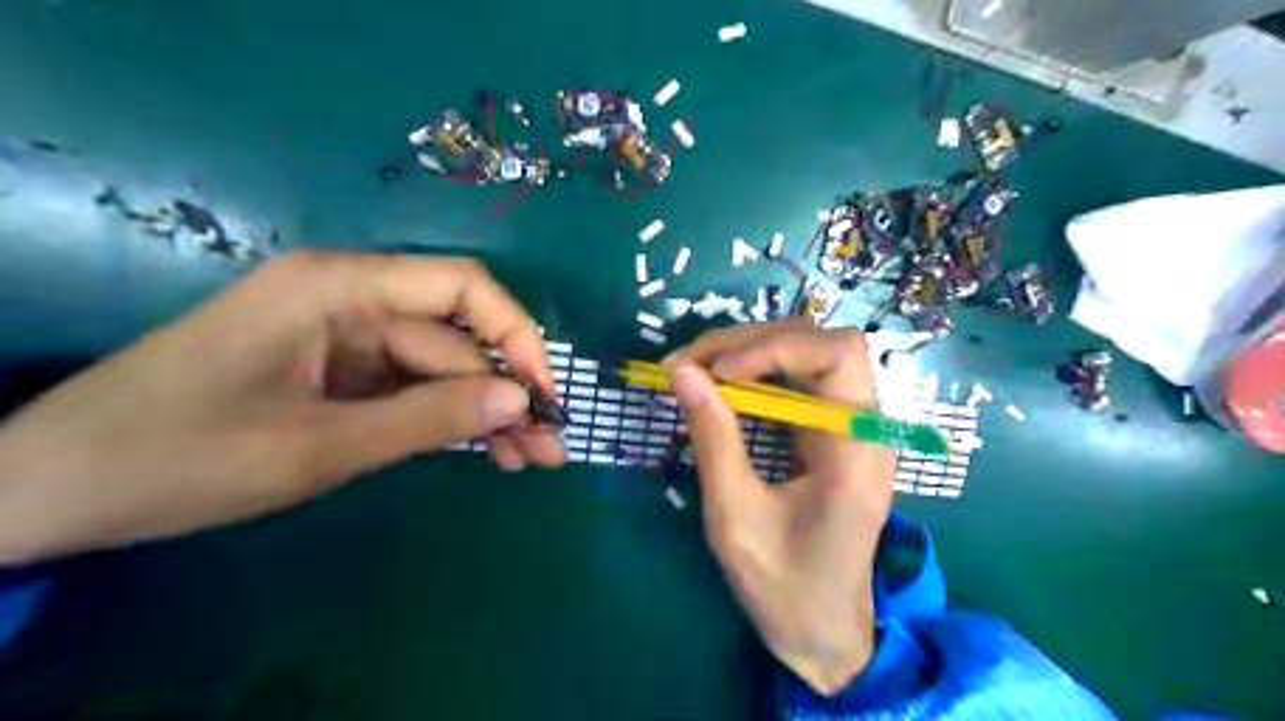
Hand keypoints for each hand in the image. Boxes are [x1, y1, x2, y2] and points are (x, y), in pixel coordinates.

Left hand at [1, 251, 562, 561]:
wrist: (54, 491)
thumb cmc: (179, 457)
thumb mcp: (319, 446)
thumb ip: (428, 419)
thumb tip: (519, 401)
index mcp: (340, 288)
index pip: (461, 287)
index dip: (515, 334)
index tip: (544, 393)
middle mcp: (350, 301)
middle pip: (453, 338)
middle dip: (503, 393)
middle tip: (547, 449)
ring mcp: (343, 340)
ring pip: (438, 370)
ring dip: (482, 414)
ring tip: (527, 461)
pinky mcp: (336, 375)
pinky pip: (409, 391)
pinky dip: (445, 422)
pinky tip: (483, 453)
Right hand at [662, 320, 895, 691]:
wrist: (823, 630)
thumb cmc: (783, 586)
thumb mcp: (735, 517)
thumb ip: (713, 439)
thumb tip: (682, 372)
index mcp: (857, 452)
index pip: (838, 354)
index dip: (774, 347)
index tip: (715, 373)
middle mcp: (866, 428)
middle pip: (820, 343)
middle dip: (750, 343)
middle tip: (686, 365)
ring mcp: (853, 428)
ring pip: (807, 354)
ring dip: (748, 352)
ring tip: (693, 370)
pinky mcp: (833, 434)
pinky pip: (798, 381)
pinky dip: (755, 373)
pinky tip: (720, 386)